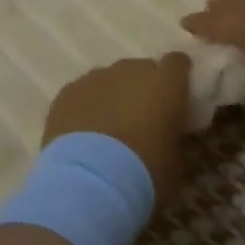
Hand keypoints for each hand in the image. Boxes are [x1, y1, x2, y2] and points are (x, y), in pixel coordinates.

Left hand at [43, 54, 194, 209]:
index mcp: (165, 85)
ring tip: (108, 127)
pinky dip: (86, 106)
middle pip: (140, 69)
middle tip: (140, 117)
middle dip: (142, 88)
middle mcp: (131, 71)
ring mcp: (96, 78)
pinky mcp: (67, 91)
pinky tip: (83, 132)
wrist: (90, 182)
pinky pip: (83, 92)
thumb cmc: (144, 173)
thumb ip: (173, 139)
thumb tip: (167, 136)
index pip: (177, 63)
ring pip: (109, 80)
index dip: (176, 76)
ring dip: (112, 96)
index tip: (175, 93)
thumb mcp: (175, 163)